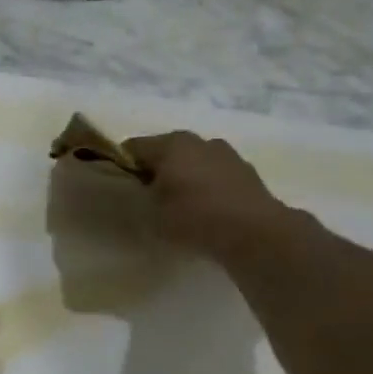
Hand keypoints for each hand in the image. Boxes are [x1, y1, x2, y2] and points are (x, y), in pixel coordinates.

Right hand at [124, 131, 298, 261]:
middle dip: (154, 171)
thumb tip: (136, 188)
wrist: (253, 232)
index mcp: (171, 144)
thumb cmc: (193, 218)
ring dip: (182, 177)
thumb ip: (137, 195)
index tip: (118, 188)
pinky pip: (214, 175)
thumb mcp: (150, 212)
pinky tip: (204, 211)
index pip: (132, 148)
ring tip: (178, 206)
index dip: (121, 166)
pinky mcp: (246, 172)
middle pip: (165, 152)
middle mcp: (199, 140)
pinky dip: (205, 187)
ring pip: (192, 162)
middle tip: (147, 199)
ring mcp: (226, 154)